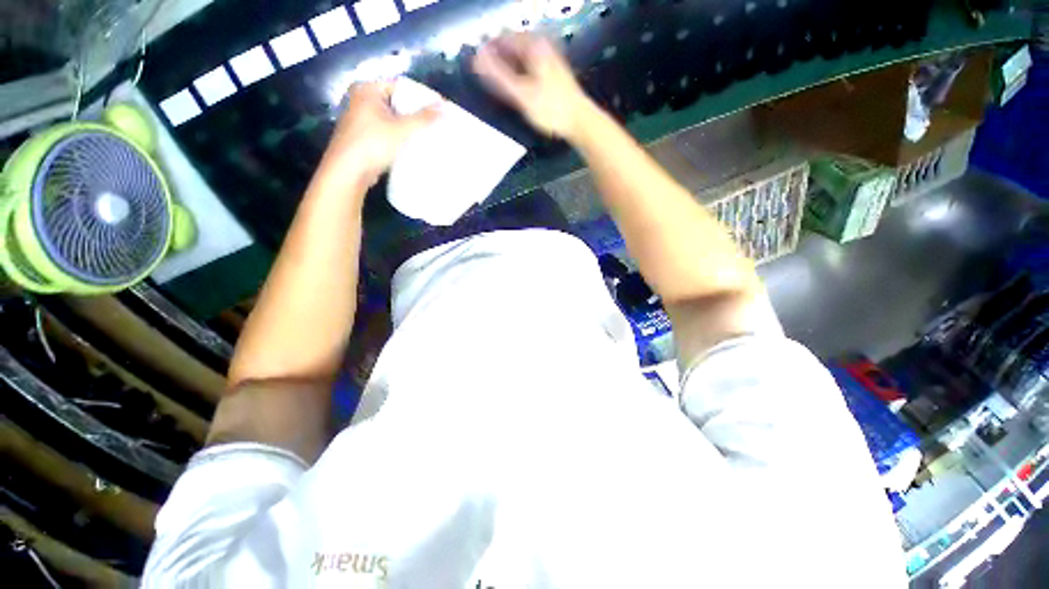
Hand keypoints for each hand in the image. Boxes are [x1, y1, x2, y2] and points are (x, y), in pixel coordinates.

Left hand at [319, 81, 439, 186]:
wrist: (348, 171)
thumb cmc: (373, 144)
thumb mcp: (402, 129)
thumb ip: (424, 117)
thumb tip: (445, 106)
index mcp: (367, 89)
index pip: (400, 86)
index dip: (420, 96)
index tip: (437, 108)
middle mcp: (361, 100)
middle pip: (397, 102)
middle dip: (416, 113)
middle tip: (436, 122)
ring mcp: (361, 119)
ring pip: (392, 118)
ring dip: (409, 127)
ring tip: (428, 134)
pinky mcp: (364, 137)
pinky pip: (388, 131)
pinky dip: (400, 137)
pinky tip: (413, 146)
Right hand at [474, 33, 591, 140]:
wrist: (580, 121)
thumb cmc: (551, 108)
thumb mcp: (522, 94)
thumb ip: (498, 76)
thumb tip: (476, 59)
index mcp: (533, 45)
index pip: (502, 38)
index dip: (487, 51)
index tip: (477, 68)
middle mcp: (542, 46)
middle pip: (511, 47)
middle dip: (497, 61)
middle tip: (487, 80)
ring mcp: (548, 59)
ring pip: (520, 58)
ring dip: (507, 69)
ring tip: (499, 88)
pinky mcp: (552, 73)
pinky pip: (529, 68)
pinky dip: (519, 76)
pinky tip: (516, 91)